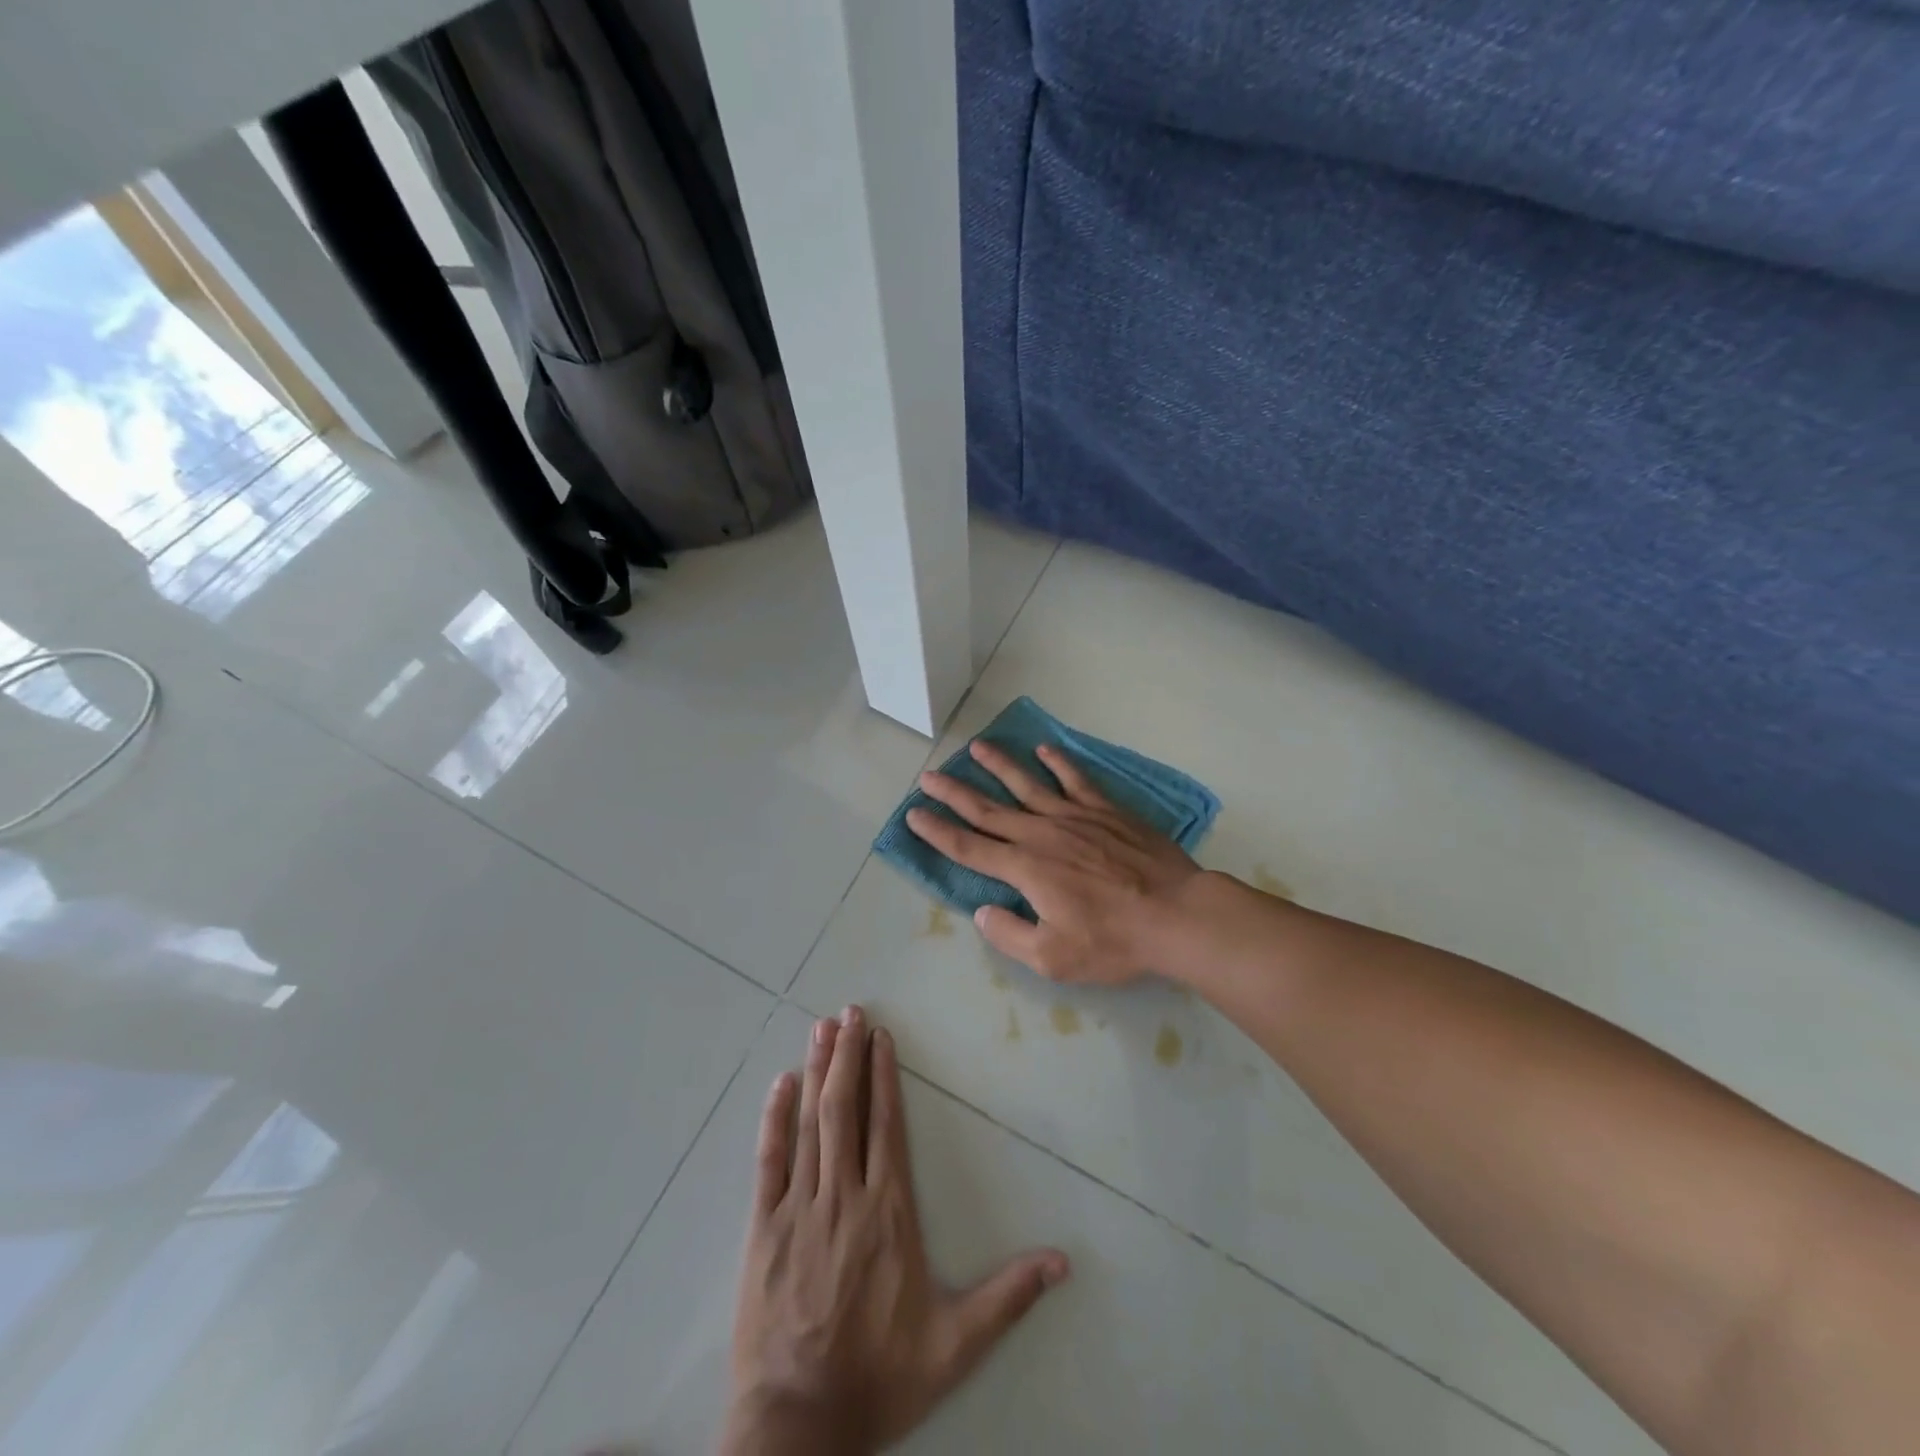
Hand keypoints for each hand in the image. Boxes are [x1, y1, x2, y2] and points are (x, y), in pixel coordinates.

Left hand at [725, 1007, 1068, 1453]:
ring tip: (821, 1028)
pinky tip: (780, 1083)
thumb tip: (1063, 1262)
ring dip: (817, 1071)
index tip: (882, 1037)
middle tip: (849, 1010)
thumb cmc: (879, 1376)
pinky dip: (774, 1118)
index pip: (887, 1125)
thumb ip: (1007, 1296)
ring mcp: (800, 1208)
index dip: (884, 1075)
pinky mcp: (764, 1228)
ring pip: (810, 1124)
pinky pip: (769, 1161)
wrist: (798, 1425)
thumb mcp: (955, 1344)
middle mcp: (844, 1196)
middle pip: (846, 1110)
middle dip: (848, 1055)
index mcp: (888, 1212)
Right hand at [906, 741, 1203, 985]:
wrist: (1176, 914)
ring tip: (976, 746)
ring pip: (1027, 785)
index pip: (969, 847)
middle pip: (988, 809)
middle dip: (954, 793)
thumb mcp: (1053, 958)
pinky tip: (1044, 750)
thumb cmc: (1113, 941)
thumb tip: (982, 913)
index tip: (914, 814)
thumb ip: (1009, 934)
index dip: (938, 831)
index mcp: (1025, 869)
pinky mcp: (1105, 811)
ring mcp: (1075, 817)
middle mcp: (1041, 834)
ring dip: (998, 765)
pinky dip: (1059, 763)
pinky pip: (1075, 780)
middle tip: (929, 775)